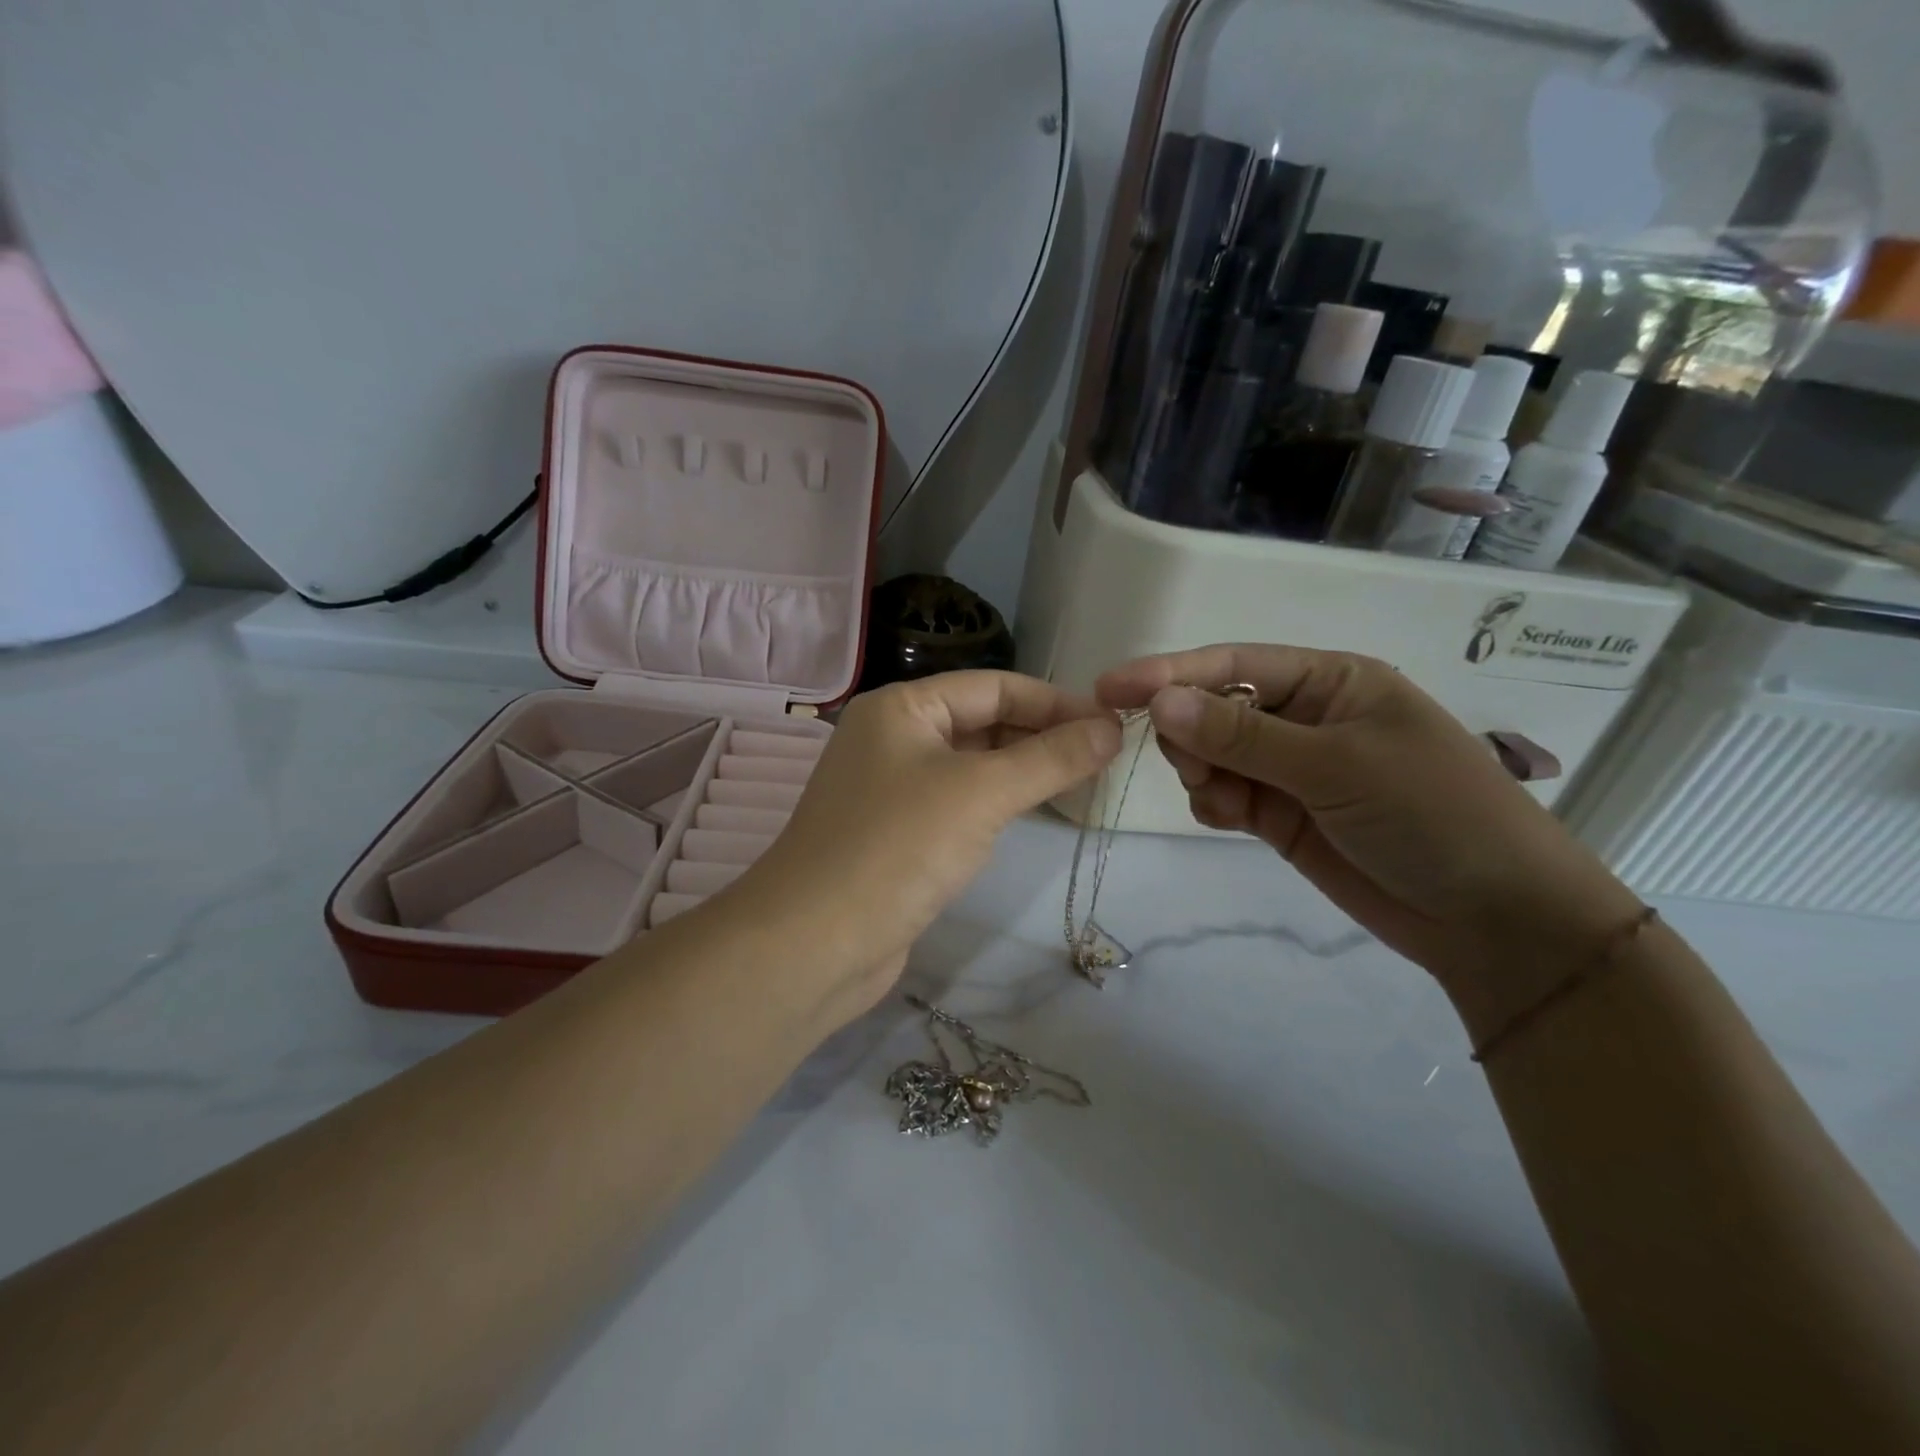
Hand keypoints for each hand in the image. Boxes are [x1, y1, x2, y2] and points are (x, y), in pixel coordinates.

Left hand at [735, 671, 1121, 1028]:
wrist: (815, 943)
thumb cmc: (898, 848)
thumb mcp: (982, 793)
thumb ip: (1050, 757)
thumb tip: (1111, 728)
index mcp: (902, 707)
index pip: (993, 686)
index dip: (1055, 702)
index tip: (1113, 725)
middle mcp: (893, 737)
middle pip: (982, 721)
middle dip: (1042, 734)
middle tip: (1106, 756)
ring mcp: (892, 787)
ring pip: (972, 763)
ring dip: (1024, 768)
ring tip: (1085, 779)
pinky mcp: (897, 832)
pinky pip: (959, 801)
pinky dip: (998, 801)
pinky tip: (1033, 810)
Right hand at [1096, 645, 1643, 1005]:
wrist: (1493, 919)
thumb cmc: (1430, 814)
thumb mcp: (1336, 763)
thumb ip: (1242, 734)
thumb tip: (1160, 702)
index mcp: (1330, 681)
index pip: (1233, 664)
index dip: (1169, 672)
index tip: (1110, 688)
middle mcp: (1305, 717)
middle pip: (1214, 707)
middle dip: (1190, 732)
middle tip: (1193, 766)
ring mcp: (1291, 769)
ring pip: (1212, 754)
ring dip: (1202, 772)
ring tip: (1223, 802)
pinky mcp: (1280, 815)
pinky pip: (1223, 795)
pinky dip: (1213, 803)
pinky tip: (1228, 819)